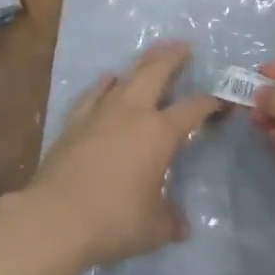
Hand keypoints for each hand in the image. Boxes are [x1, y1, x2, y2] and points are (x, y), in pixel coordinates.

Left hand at [25, 42, 220, 270]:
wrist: (55, 218)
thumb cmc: (113, 220)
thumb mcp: (153, 228)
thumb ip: (170, 221)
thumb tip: (181, 226)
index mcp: (159, 133)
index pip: (192, 109)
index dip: (209, 103)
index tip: (219, 101)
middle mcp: (132, 113)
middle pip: (156, 72)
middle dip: (173, 56)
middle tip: (185, 46)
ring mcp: (100, 113)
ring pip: (125, 77)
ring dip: (142, 63)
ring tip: (152, 55)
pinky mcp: (74, 122)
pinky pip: (94, 93)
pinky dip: (104, 83)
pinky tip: (108, 78)